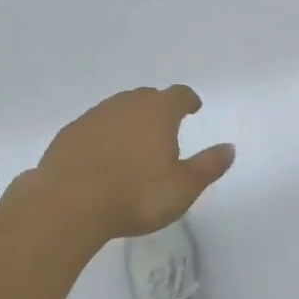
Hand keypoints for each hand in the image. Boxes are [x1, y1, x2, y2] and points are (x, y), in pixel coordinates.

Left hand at [23, 86, 234, 244]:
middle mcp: (125, 105)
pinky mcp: (69, 133)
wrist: (68, 203)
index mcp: (157, 112)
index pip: (178, 95)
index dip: (188, 100)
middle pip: (147, 98)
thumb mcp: (183, 187)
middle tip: (165, 127)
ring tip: (135, 143)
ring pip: (118, 110)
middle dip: (158, 108)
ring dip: (129, 121)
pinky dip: (104, 136)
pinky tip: (103, 157)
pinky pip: (94, 127)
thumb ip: (208, 165)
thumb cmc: (135, 195)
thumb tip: (229, 148)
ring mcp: (94, 116)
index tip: (193, 108)